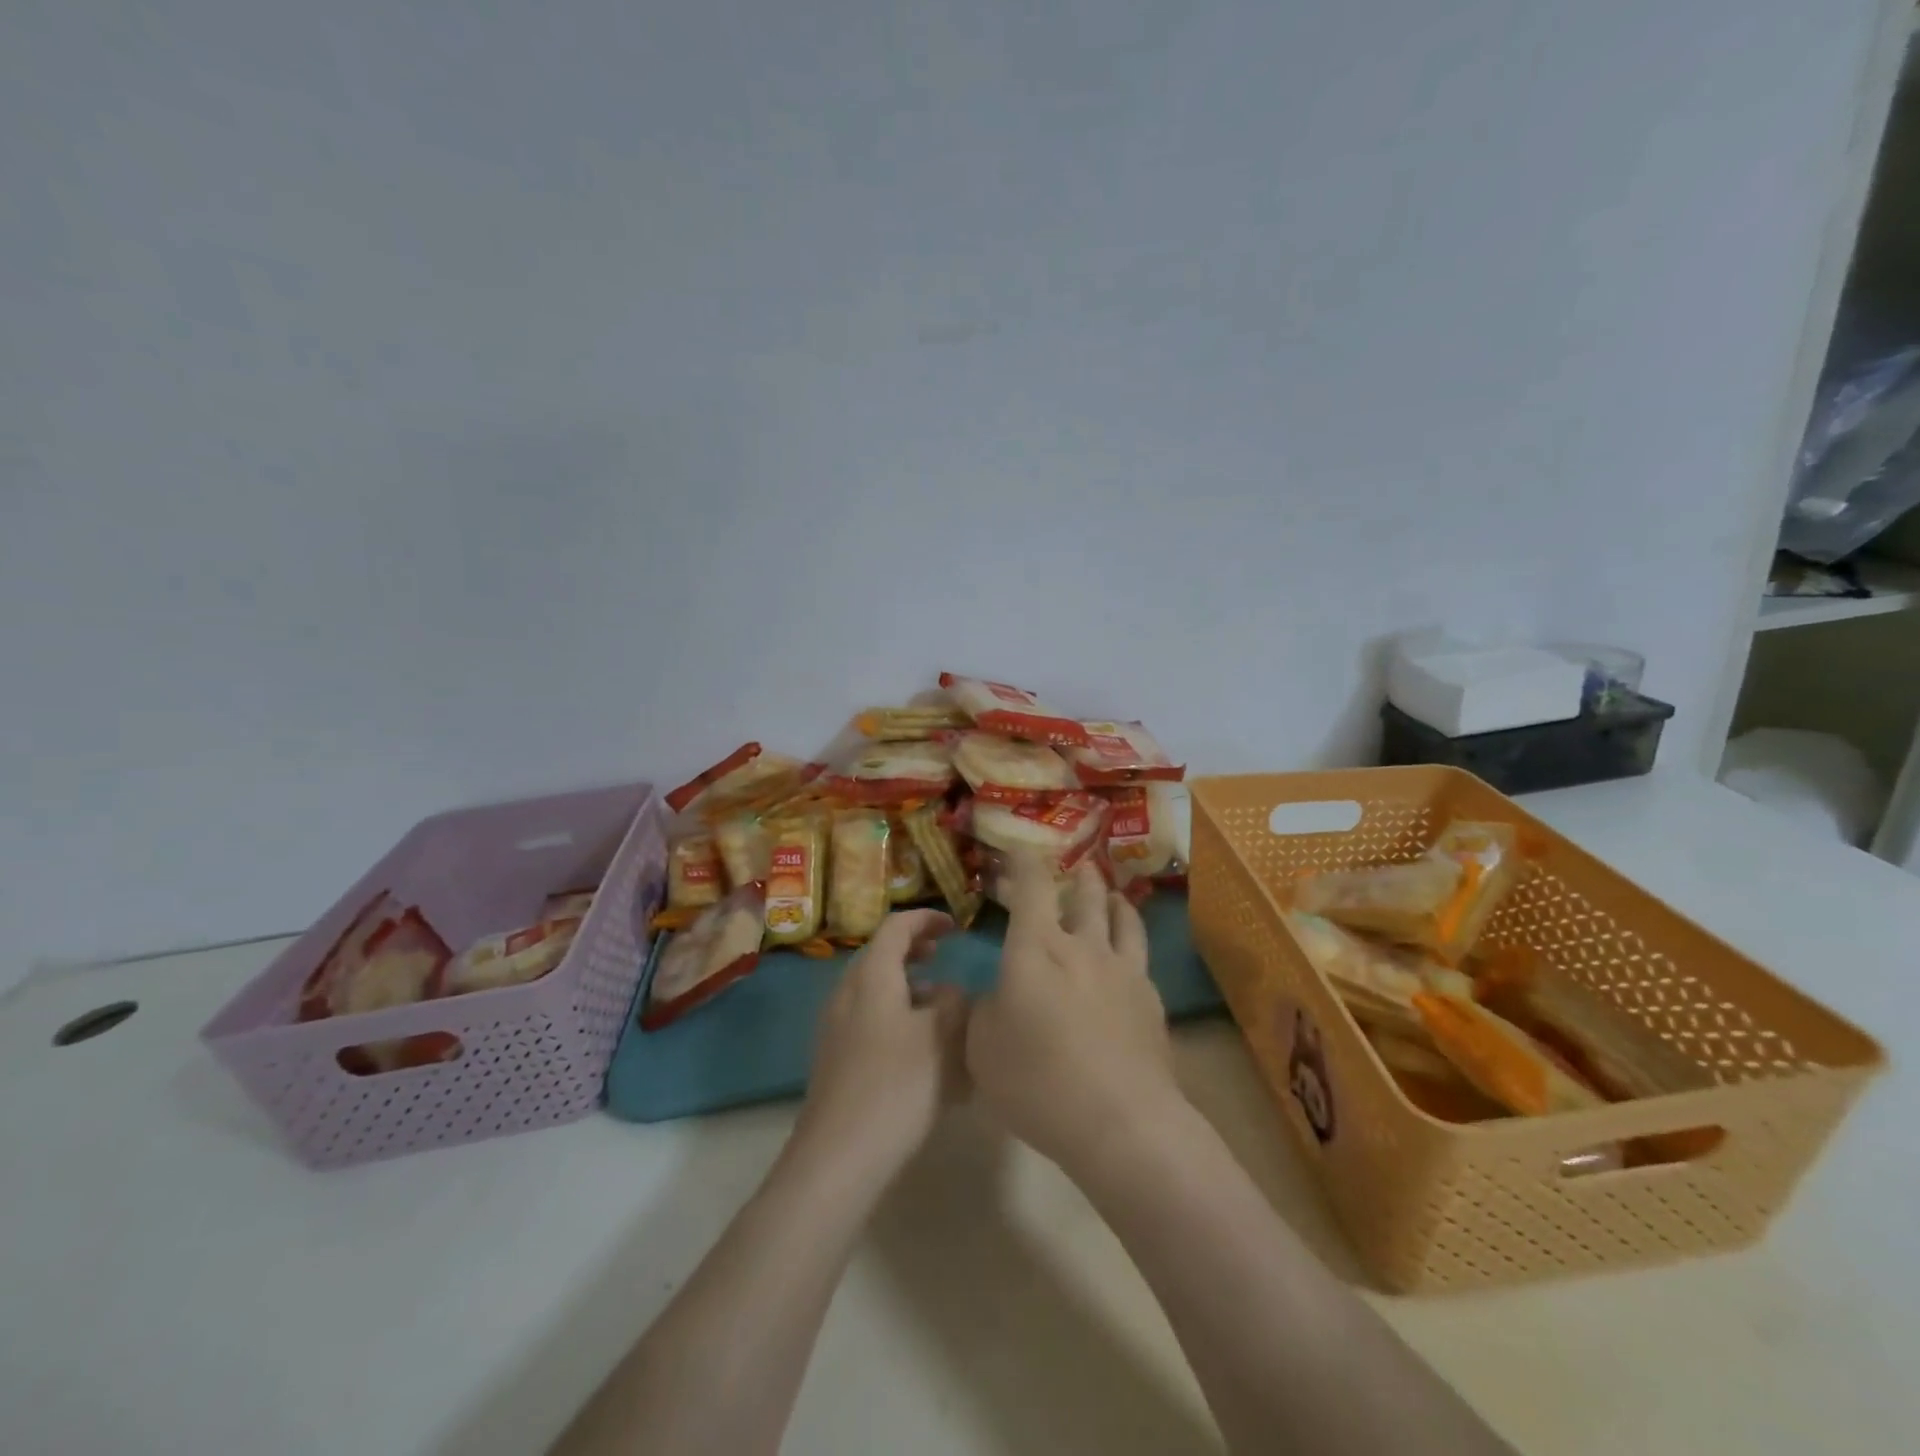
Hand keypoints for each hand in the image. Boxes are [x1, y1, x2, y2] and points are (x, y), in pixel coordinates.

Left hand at [796, 908, 968, 1178]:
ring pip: (875, 991)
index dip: (926, 919)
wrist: (838, 1157)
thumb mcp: (942, 1037)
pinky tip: (921, 1052)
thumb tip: (951, 992)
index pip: (896, 927)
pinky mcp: (835, 1060)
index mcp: (872, 977)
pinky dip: (896, 1017)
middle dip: (914, 950)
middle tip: (943, 955)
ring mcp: (836, 1028)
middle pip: (880, 956)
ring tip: (940, 1007)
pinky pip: (869, 1021)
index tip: (955, 926)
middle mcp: (847, 994)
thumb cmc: (896, 1086)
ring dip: (907, 987)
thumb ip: (954, 1003)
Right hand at [966, 858, 1182, 1176]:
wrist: (1120, 1121)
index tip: (1017, 849)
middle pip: (1085, 893)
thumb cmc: (1038, 1081)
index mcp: (1036, 948)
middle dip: (1077, 874)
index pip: (1031, 886)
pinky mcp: (1150, 998)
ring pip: (1121, 916)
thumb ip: (982, 1010)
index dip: (1023, 861)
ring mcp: (1123, 969)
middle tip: (1074, 866)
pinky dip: (1131, 940)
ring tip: (1111, 894)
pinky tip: (1129, 955)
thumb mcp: (982, 1048)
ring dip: (1113, 898)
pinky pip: (1140, 954)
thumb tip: (992, 995)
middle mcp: (1083, 945)